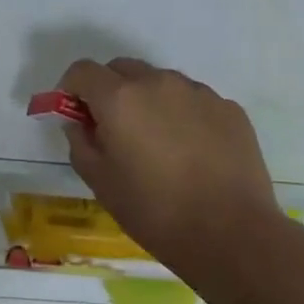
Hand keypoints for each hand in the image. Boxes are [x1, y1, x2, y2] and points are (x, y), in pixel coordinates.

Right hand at [56, 58, 280, 263]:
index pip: (83, 70)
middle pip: (122, 69)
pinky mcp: (229, 108)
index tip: (74, 113)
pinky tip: (192, 152)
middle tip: (114, 129)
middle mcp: (158, 82)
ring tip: (158, 143)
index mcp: (120, 98)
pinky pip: (194, 100)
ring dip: (148, 100)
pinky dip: (183, 114)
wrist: (232, 234)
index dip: (71, 88)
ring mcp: (198, 92)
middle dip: (109, 90)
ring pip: (160, 82)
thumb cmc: (155, 211)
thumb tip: (79, 123)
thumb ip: (81, 143)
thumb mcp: (101, 183)